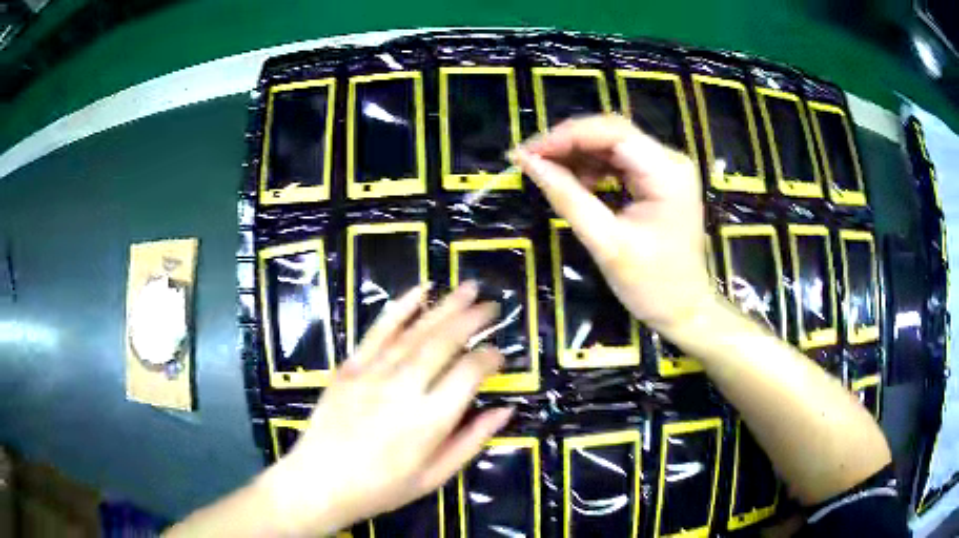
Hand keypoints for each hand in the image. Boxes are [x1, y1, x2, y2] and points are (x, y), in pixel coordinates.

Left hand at [260, 283, 512, 536]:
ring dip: (445, 306)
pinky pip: (378, 330)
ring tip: (468, 288)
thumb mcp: (434, 476)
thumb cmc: (382, 488)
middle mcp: (403, 389)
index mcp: (429, 420)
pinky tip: (420, 291)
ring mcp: (372, 373)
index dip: (490, 358)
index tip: (500, 355)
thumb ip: (472, 440)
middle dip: (473, 319)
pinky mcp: (350, 366)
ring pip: (416, 331)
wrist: (319, 482)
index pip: (469, 373)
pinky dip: (400, 308)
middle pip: (444, 341)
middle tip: (492, 306)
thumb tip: (506, 409)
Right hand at [511, 114, 713, 333]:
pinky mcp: (660, 179)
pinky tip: (574, 181)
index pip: (610, 133)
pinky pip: (619, 161)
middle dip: (568, 143)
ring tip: (547, 172)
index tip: (526, 153)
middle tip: (530, 159)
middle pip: (611, 133)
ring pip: (612, 144)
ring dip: (577, 154)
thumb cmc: (652, 285)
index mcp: (666, 173)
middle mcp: (670, 160)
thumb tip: (528, 163)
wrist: (686, 310)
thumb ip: (567, 198)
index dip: (565, 137)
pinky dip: (592, 167)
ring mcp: (666, 168)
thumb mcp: (606, 243)